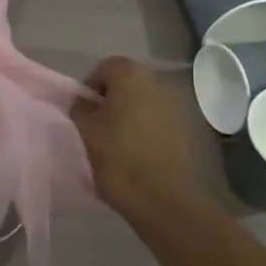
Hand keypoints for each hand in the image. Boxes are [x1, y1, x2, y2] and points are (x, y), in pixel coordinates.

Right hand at [72, 57, 201, 214]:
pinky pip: (157, 120)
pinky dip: (144, 129)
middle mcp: (157, 82)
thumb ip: (81, 108)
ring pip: (143, 102)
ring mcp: (175, 105)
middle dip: (110, 100)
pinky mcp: (185, 129)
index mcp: (132, 75)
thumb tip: (84, 102)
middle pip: (126, 83)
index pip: (105, 68)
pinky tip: (136, 152)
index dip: (90, 87)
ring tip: (116, 142)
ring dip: (128, 114)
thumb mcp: (86, 130)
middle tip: (96, 126)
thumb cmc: (118, 156)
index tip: (83, 112)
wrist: (162, 197)